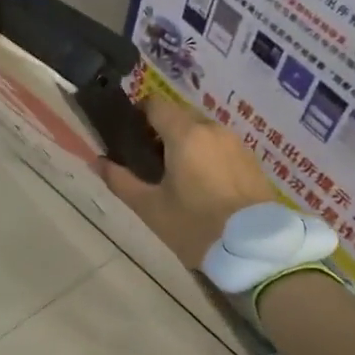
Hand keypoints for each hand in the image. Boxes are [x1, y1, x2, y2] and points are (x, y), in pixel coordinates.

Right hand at [101, 95, 275, 269]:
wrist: (257, 251)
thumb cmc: (197, 226)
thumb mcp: (151, 208)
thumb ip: (120, 181)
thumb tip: (97, 161)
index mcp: (185, 134)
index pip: (155, 103)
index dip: (138, 114)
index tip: (129, 137)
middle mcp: (212, 129)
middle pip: (179, 116)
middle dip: (161, 131)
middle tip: (150, 163)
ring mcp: (235, 143)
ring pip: (202, 131)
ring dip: (186, 143)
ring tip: (178, 177)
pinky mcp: (251, 160)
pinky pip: (221, 146)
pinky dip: (207, 155)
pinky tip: (204, 186)